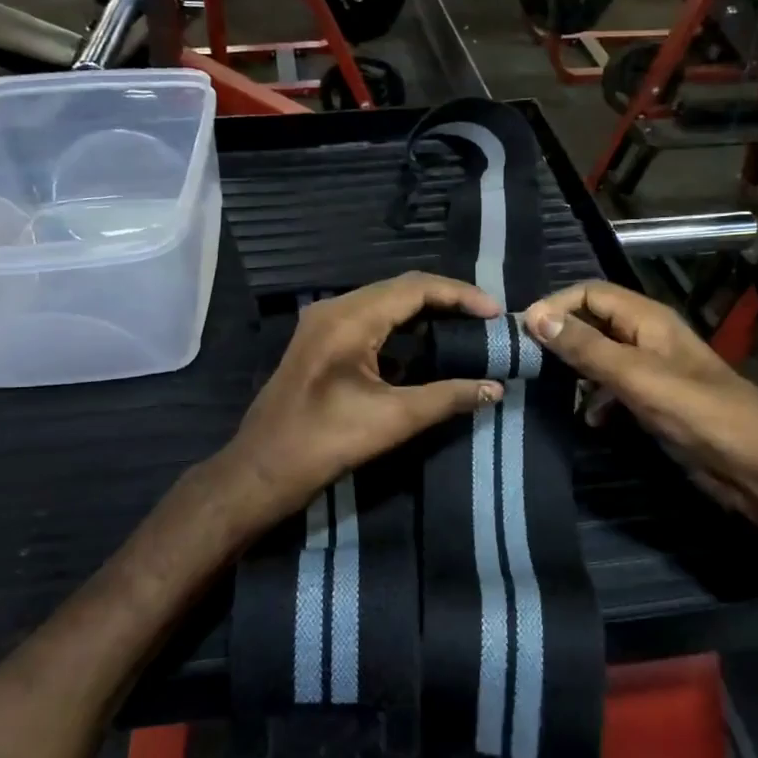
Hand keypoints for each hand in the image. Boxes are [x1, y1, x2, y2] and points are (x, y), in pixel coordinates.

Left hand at [221, 273, 504, 529]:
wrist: (263, 469)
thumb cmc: (326, 441)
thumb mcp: (394, 419)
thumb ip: (448, 397)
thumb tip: (495, 388)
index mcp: (349, 318)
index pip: (415, 288)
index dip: (460, 295)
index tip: (495, 313)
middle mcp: (334, 309)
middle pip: (400, 289)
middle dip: (446, 301)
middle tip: (484, 320)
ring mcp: (323, 324)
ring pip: (384, 304)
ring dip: (424, 313)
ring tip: (463, 329)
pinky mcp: (320, 343)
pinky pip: (368, 321)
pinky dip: (401, 329)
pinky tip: (425, 348)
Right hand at [523, 281, 757, 515]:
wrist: (756, 466)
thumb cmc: (699, 413)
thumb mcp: (636, 377)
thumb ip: (586, 347)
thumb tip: (534, 316)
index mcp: (648, 319)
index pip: (590, 293)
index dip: (555, 306)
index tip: (521, 333)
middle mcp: (648, 337)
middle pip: (593, 322)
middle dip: (561, 338)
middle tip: (526, 363)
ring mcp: (652, 371)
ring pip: (600, 358)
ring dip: (574, 371)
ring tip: (549, 392)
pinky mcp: (655, 402)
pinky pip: (613, 389)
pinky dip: (595, 399)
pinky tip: (587, 419)